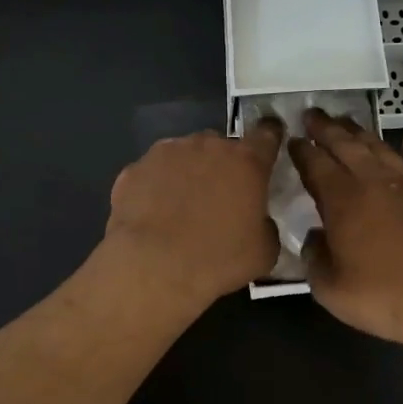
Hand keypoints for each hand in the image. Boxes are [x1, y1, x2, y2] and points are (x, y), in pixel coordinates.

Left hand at [104, 122, 283, 306]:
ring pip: (183, 155)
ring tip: (180, 207)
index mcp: (246, 161)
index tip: (268, 144)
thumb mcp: (264, 252)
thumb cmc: (218, 259)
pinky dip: (155, 187)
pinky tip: (152, 215)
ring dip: (187, 172)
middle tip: (219, 198)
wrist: (153, 269)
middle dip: (222, 165)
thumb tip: (257, 220)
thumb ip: (265, 225)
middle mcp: (207, 146)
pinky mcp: (133, 170)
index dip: (269, 138)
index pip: (266, 135)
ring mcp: (166, 153)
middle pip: (220, 146)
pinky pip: (152, 174)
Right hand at [288, 109, 402, 359]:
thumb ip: (314, 258)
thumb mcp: (330, 289)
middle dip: (327, 129)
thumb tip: (314, 238)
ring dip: (362, 133)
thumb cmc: (383, 299)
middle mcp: (374, 184)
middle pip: (346, 146)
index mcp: (343, 201)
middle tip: (313, 114)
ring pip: (381, 149)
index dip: (302, 150)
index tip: (293, 139)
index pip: (316, 165)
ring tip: (348, 122)